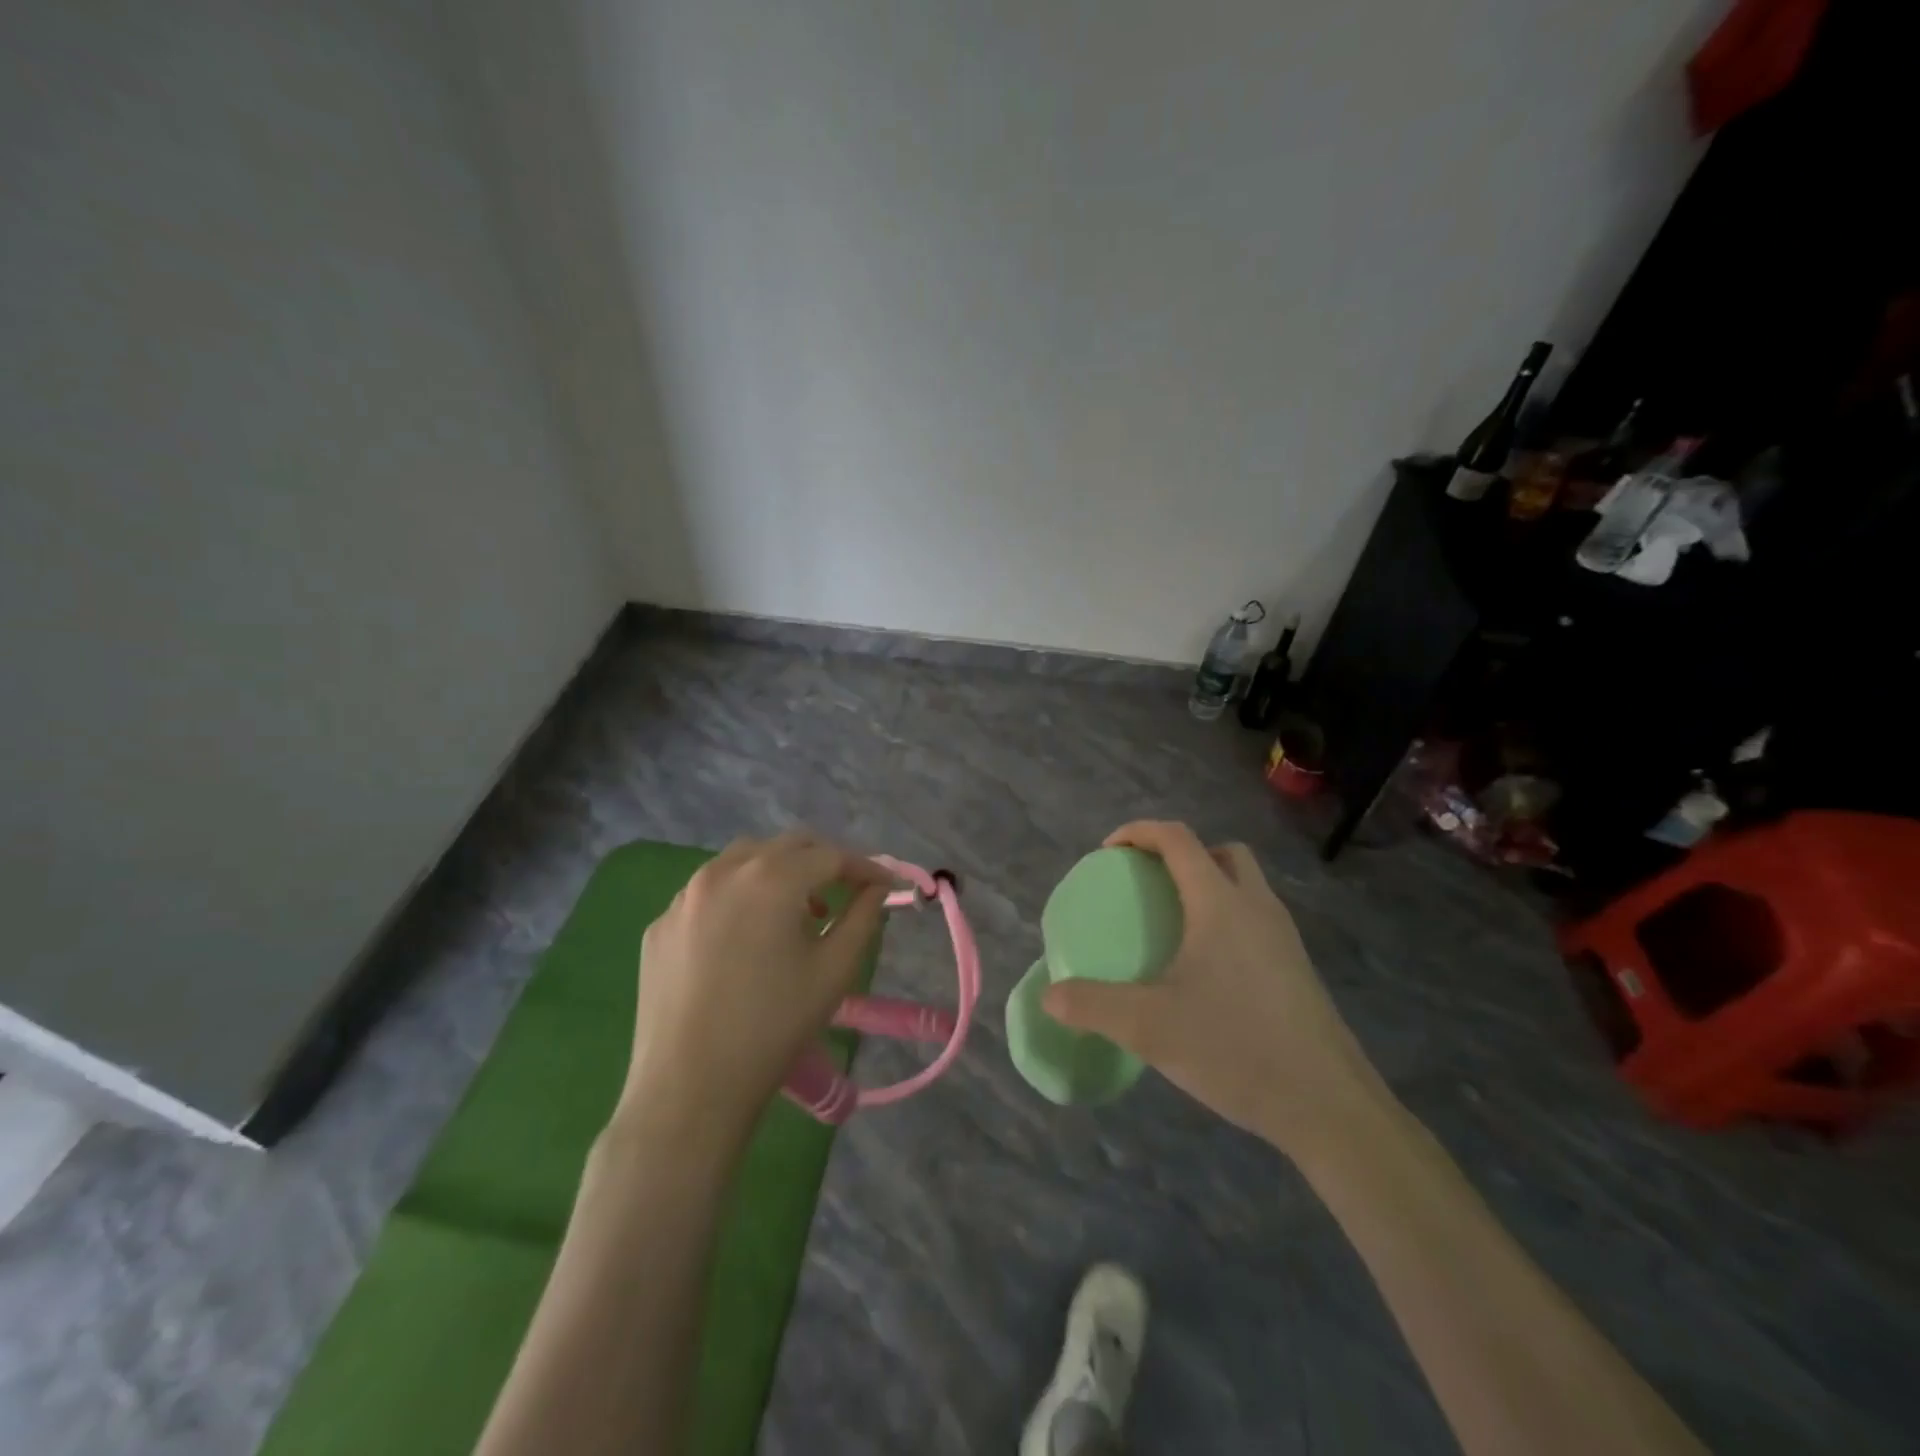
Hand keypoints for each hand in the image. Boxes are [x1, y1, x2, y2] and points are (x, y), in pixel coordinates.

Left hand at [616, 831, 890, 1150]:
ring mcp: (684, 896)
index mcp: (771, 878)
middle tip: (846, 892)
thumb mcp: (835, 970)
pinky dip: (739, 897)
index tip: (886, 886)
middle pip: (786, 846)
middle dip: (823, 861)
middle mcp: (723, 872)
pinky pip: (709, 893)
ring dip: (779, 872)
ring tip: (796, 912)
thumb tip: (875, 889)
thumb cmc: (774, 1027)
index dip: (864, 867)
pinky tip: (746, 938)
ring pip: (743, 860)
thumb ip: (863, 917)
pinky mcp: (660, 925)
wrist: (689, 1090)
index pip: (830, 855)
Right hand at [1043, 820, 1386, 1159]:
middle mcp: (1257, 907)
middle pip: (1221, 852)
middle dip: (1181, 855)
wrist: (1328, 1106)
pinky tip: (1208, 971)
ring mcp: (1285, 937)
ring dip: (1209, 885)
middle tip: (1149, 885)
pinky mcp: (1298, 968)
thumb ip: (1092, 1006)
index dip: (1139, 832)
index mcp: (1219, 903)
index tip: (1108, 853)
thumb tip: (1050, 996)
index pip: (1178, 839)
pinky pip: (1258, 919)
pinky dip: (1228, 919)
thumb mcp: (1149, 1027)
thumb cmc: (1234, 1047)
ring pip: (1246, 885)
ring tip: (1175, 927)